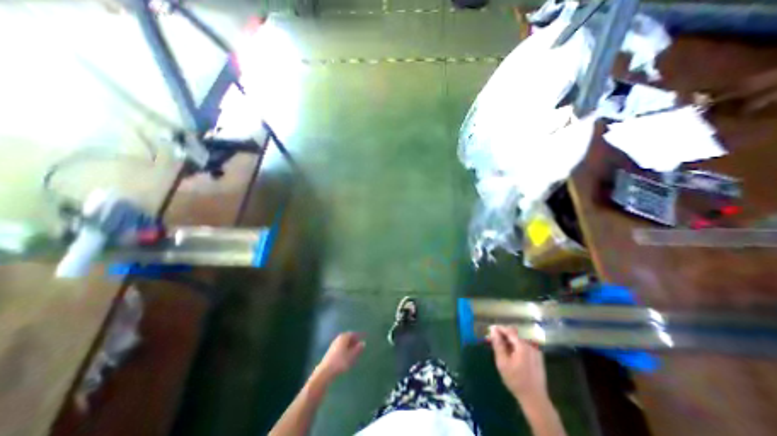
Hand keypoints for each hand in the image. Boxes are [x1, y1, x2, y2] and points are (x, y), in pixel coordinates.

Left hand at [314, 332, 366, 379]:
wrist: (325, 371)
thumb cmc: (340, 362)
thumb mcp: (352, 356)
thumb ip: (358, 349)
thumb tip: (363, 343)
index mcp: (344, 337)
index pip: (353, 334)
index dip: (358, 336)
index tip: (363, 338)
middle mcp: (338, 338)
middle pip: (348, 337)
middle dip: (354, 340)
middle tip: (359, 345)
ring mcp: (334, 344)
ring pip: (344, 342)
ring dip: (349, 345)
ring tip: (354, 351)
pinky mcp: (331, 351)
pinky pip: (340, 347)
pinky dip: (345, 349)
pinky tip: (347, 356)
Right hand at [488, 325, 548, 403]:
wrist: (535, 399)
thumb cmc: (516, 380)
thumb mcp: (502, 362)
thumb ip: (498, 344)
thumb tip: (493, 330)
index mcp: (523, 345)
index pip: (509, 330)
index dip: (499, 328)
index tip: (490, 329)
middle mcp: (531, 345)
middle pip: (515, 333)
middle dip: (503, 333)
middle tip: (494, 338)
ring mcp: (535, 350)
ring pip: (520, 338)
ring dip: (509, 339)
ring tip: (500, 345)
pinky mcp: (537, 356)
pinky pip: (524, 344)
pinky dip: (516, 344)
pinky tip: (510, 351)